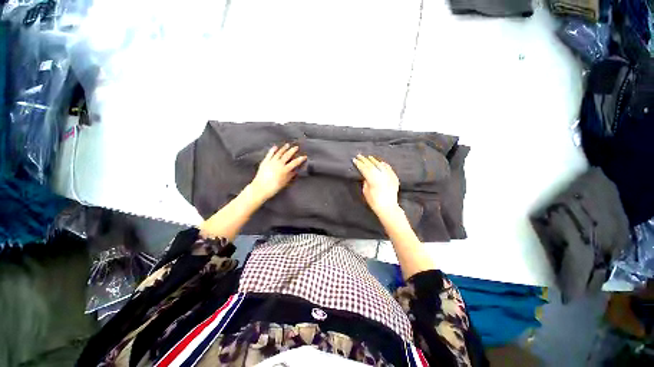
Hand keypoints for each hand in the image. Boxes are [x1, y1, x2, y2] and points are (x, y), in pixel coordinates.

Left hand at [249, 144, 306, 200]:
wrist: (260, 188)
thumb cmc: (274, 187)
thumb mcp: (284, 183)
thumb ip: (290, 176)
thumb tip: (295, 171)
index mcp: (285, 169)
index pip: (295, 163)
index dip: (300, 159)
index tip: (304, 156)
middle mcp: (279, 164)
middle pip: (287, 155)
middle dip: (292, 150)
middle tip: (296, 147)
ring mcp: (271, 162)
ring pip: (279, 153)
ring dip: (284, 148)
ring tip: (287, 145)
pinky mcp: (265, 162)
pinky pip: (269, 154)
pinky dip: (273, 150)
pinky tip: (275, 147)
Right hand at [352, 154, 400, 215]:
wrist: (388, 207)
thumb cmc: (374, 202)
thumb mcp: (366, 192)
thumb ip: (365, 182)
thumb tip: (366, 176)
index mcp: (372, 179)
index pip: (364, 168)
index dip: (359, 163)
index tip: (354, 160)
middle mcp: (381, 175)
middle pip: (371, 165)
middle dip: (364, 160)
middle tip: (359, 155)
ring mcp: (388, 176)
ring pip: (380, 165)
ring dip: (374, 160)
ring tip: (369, 157)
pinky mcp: (394, 178)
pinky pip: (388, 168)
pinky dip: (384, 165)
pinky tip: (381, 162)